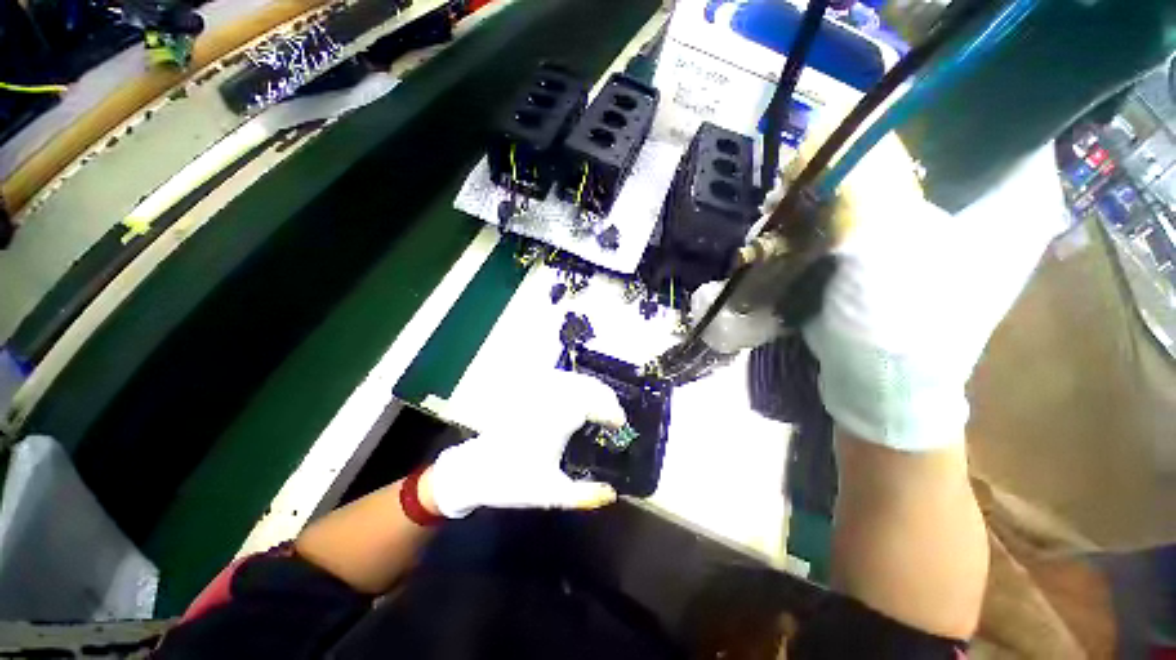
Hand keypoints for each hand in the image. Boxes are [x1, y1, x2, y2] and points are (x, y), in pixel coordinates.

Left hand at [426, 369, 626, 517]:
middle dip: (605, 396)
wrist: (474, 470)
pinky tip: (577, 393)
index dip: (610, 411)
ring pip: (571, 379)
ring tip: (601, 402)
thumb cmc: (513, 482)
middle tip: (614, 413)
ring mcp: (537, 395)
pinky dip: (573, 383)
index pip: (592, 405)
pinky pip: (556, 379)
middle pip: (585, 386)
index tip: (620, 423)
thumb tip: (613, 494)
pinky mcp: (528, 395)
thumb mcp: (551, 494)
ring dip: (591, 387)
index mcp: (556, 423)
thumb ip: (584, 495)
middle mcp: (549, 402)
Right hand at [790, 124, 1067, 450]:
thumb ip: (868, 179)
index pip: (989, 113)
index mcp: (1015, 196)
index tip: (874, 115)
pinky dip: (845, 205)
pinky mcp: (907, 251)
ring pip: (901, 177)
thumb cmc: (899, 325)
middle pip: (937, 145)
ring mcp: (947, 231)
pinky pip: (879, 208)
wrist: (878, 387)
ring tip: (812, 191)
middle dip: (878, 148)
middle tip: (828, 161)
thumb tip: (830, 117)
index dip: (931, 103)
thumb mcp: (886, 247)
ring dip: (853, 180)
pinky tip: (815, 214)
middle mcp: (990, 206)